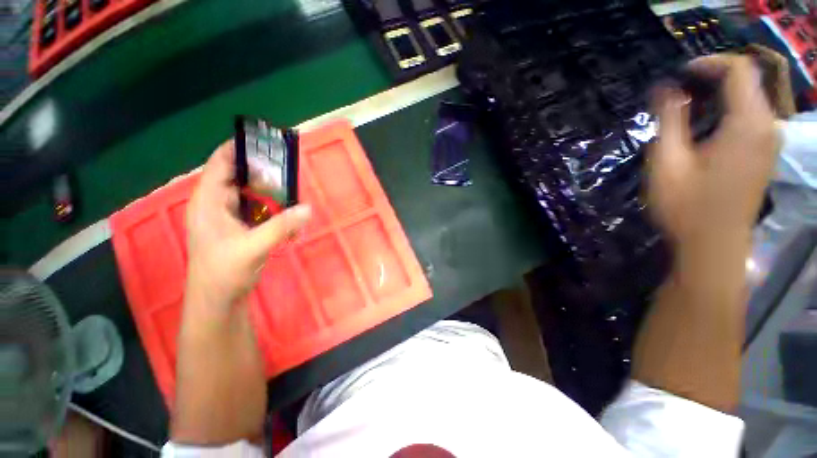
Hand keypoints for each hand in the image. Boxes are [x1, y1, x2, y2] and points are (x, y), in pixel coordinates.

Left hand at [184, 141, 310, 315]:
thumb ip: (281, 226)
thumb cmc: (224, 272)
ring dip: (271, 193)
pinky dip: (273, 210)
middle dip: (263, 172)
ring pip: (251, 195)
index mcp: (209, 202)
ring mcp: (229, 217)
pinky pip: (258, 211)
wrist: (218, 301)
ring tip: (292, 190)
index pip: (220, 164)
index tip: (265, 143)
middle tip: (288, 169)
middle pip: (239, 177)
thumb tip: (308, 208)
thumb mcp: (253, 247)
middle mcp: (217, 205)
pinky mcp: (240, 229)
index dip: (238, 149)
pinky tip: (288, 215)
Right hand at [648, 55, 778, 251]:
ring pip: (750, 99)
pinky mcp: (764, 155)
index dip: (709, 63)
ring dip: (720, 95)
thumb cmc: (686, 206)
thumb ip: (669, 120)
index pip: (738, 70)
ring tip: (689, 107)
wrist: (713, 246)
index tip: (680, 74)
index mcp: (747, 124)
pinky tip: (707, 127)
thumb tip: (666, 88)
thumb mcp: (668, 161)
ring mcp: (769, 142)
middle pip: (747, 82)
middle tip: (680, 92)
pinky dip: (729, 111)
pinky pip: (752, 118)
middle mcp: (767, 127)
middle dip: (714, 78)